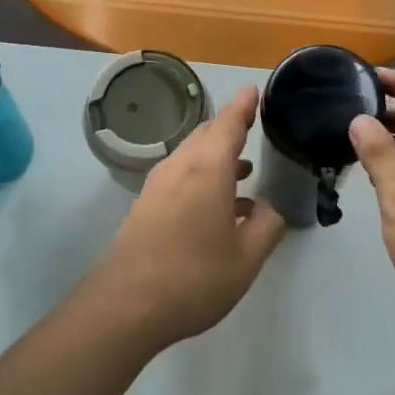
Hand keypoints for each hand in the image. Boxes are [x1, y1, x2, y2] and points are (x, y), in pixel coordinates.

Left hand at [95, 86, 286, 345]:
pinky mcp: (145, 207)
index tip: (253, 89)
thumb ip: (266, 227)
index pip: (228, 125)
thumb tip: (268, 208)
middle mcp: (179, 168)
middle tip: (251, 126)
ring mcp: (157, 187)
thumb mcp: (246, 259)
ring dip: (216, 157)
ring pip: (190, 158)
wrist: (125, 305)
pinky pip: (179, 178)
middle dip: (229, 129)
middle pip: (205, 137)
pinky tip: (217, 207)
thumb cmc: (194, 278)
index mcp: (207, 170)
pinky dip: (202, 178)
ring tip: (244, 169)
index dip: (243, 106)